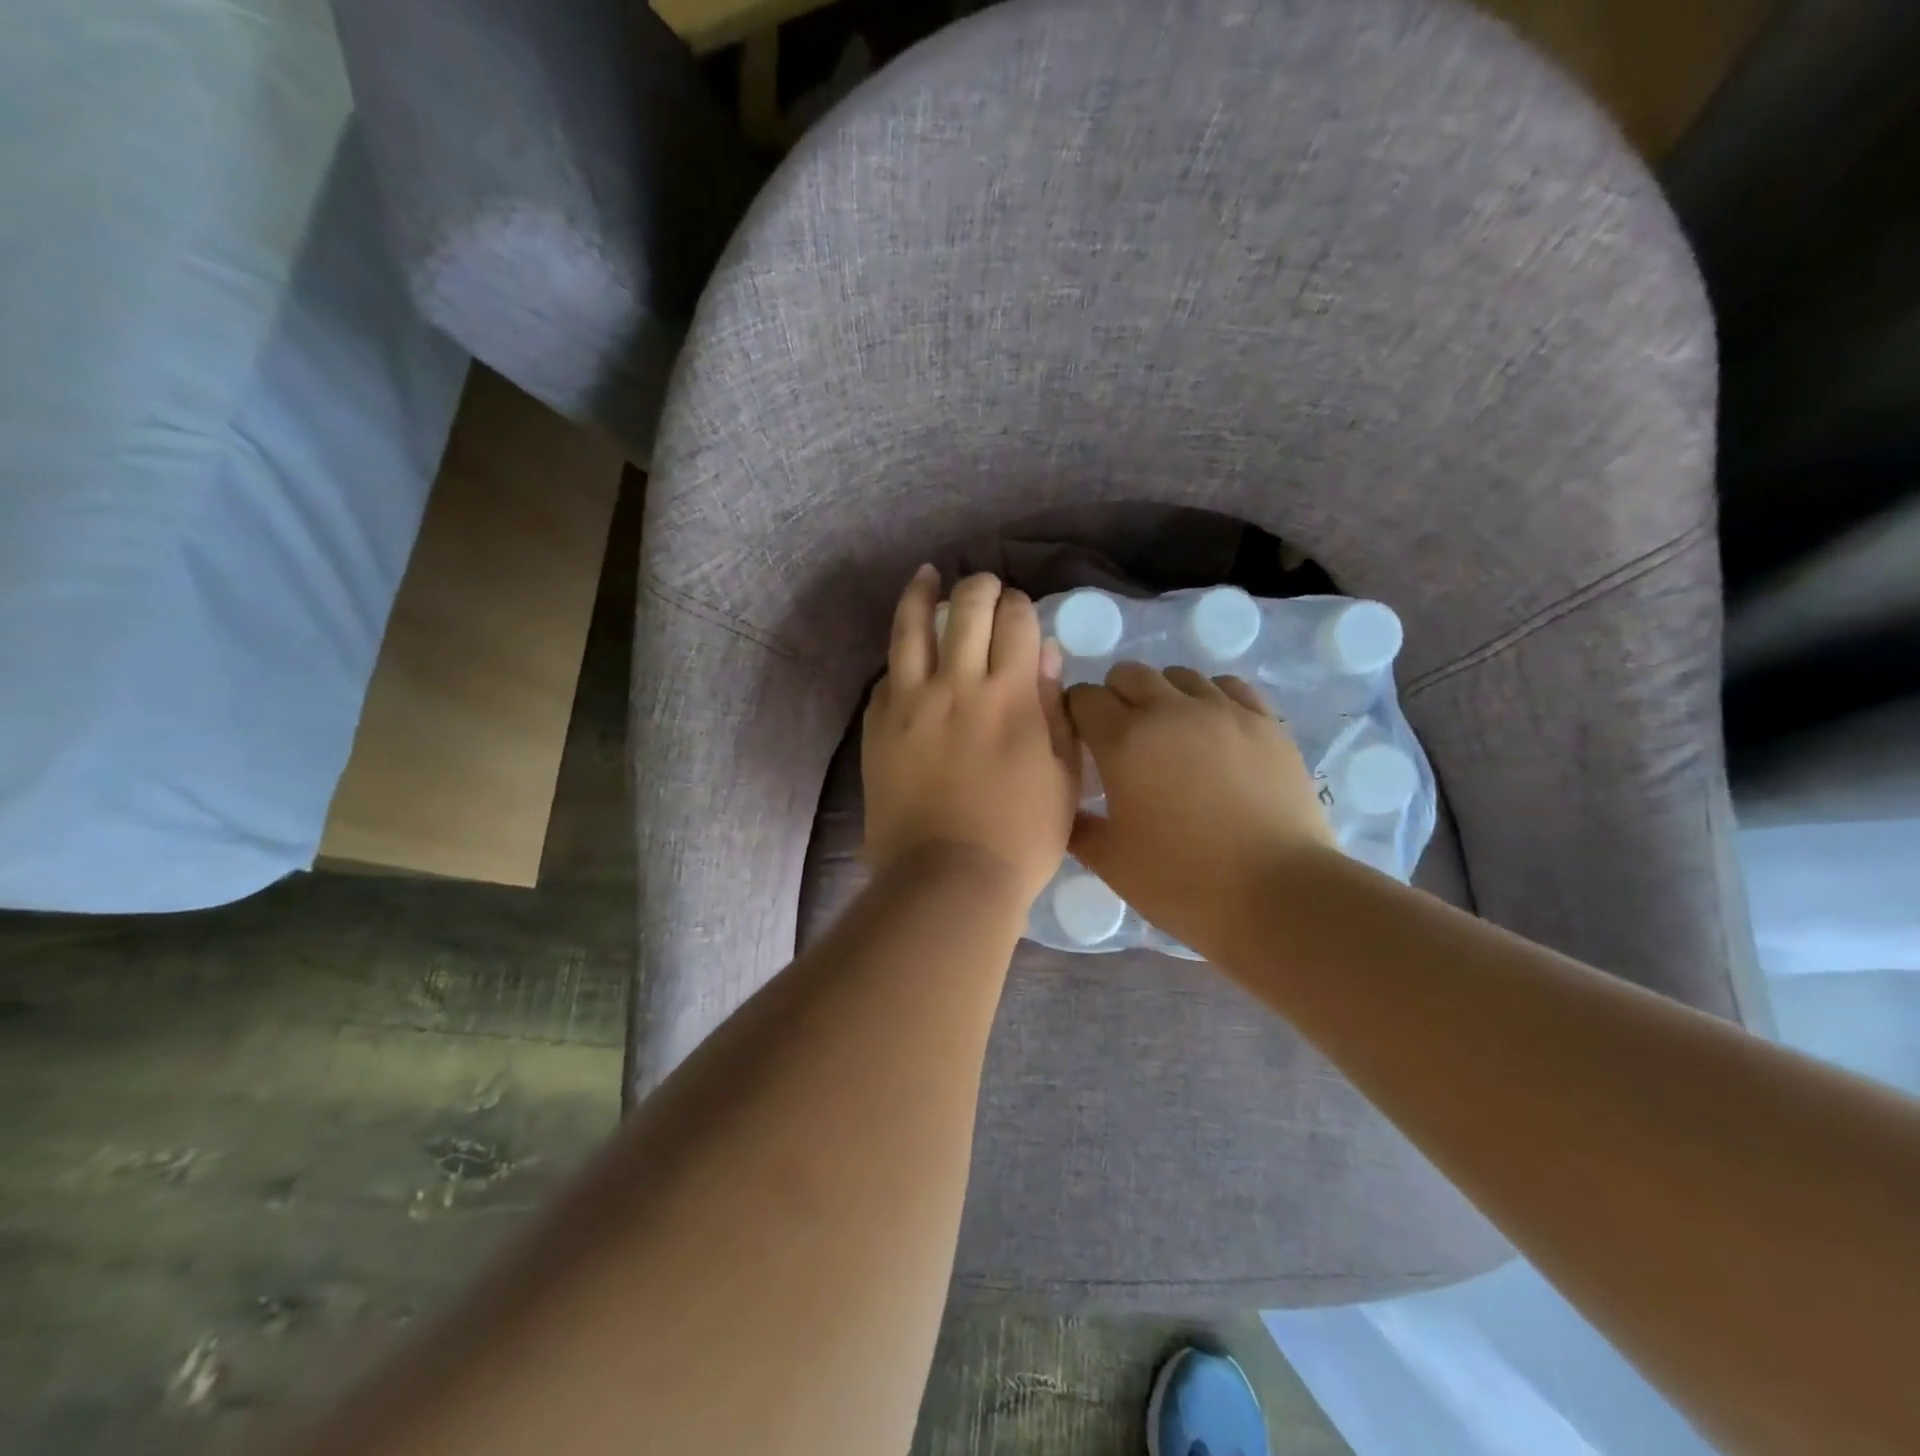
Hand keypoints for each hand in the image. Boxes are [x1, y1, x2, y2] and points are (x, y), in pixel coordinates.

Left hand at [862, 568, 1076, 905]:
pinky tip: (907, 652)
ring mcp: (910, 702)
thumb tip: (1046, 654)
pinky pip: (887, 674)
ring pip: (912, 626)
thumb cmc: (1020, 837)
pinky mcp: (878, 725)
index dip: (1021, 606)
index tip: (1021, 611)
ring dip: (923, 592)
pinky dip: (901, 657)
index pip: (1016, 621)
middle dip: (981, 587)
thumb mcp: (1062, 776)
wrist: (948, 879)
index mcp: (1010, 696)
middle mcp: (957, 685)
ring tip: (928, 575)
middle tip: (985, 589)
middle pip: (967, 607)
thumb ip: (1055, 710)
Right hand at [1065, 665, 1336, 955]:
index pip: (1082, 698)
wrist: (1278, 895)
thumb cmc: (1182, 881)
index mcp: (1124, 740)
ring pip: (1179, 676)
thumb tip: (1065, 807)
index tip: (1081, 744)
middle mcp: (1170, 710)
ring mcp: (1223, 711)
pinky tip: (1213, 731)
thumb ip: (1077, 826)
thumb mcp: (1110, 861)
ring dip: (1163, 696)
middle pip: (1128, 673)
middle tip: (1121, 740)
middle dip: (1115, 697)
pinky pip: (1228, 687)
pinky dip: (1210, 699)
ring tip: (1170, 735)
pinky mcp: (1265, 721)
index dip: (1075, 716)